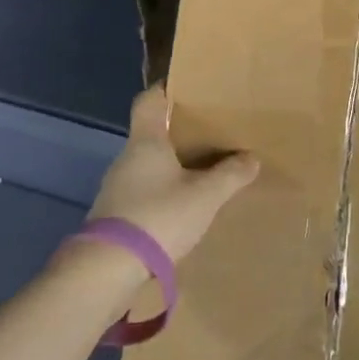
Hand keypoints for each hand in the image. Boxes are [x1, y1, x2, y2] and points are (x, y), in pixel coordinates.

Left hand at [87, 85, 260, 265]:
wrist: (106, 271)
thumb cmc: (158, 217)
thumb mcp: (205, 196)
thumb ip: (230, 175)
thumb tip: (252, 158)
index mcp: (146, 141)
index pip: (149, 100)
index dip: (165, 89)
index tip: (186, 88)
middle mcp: (127, 158)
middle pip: (151, 133)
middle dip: (177, 133)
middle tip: (207, 134)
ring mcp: (116, 189)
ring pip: (147, 165)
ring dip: (169, 167)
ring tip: (199, 174)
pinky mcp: (113, 217)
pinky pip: (142, 193)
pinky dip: (160, 194)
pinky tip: (179, 210)